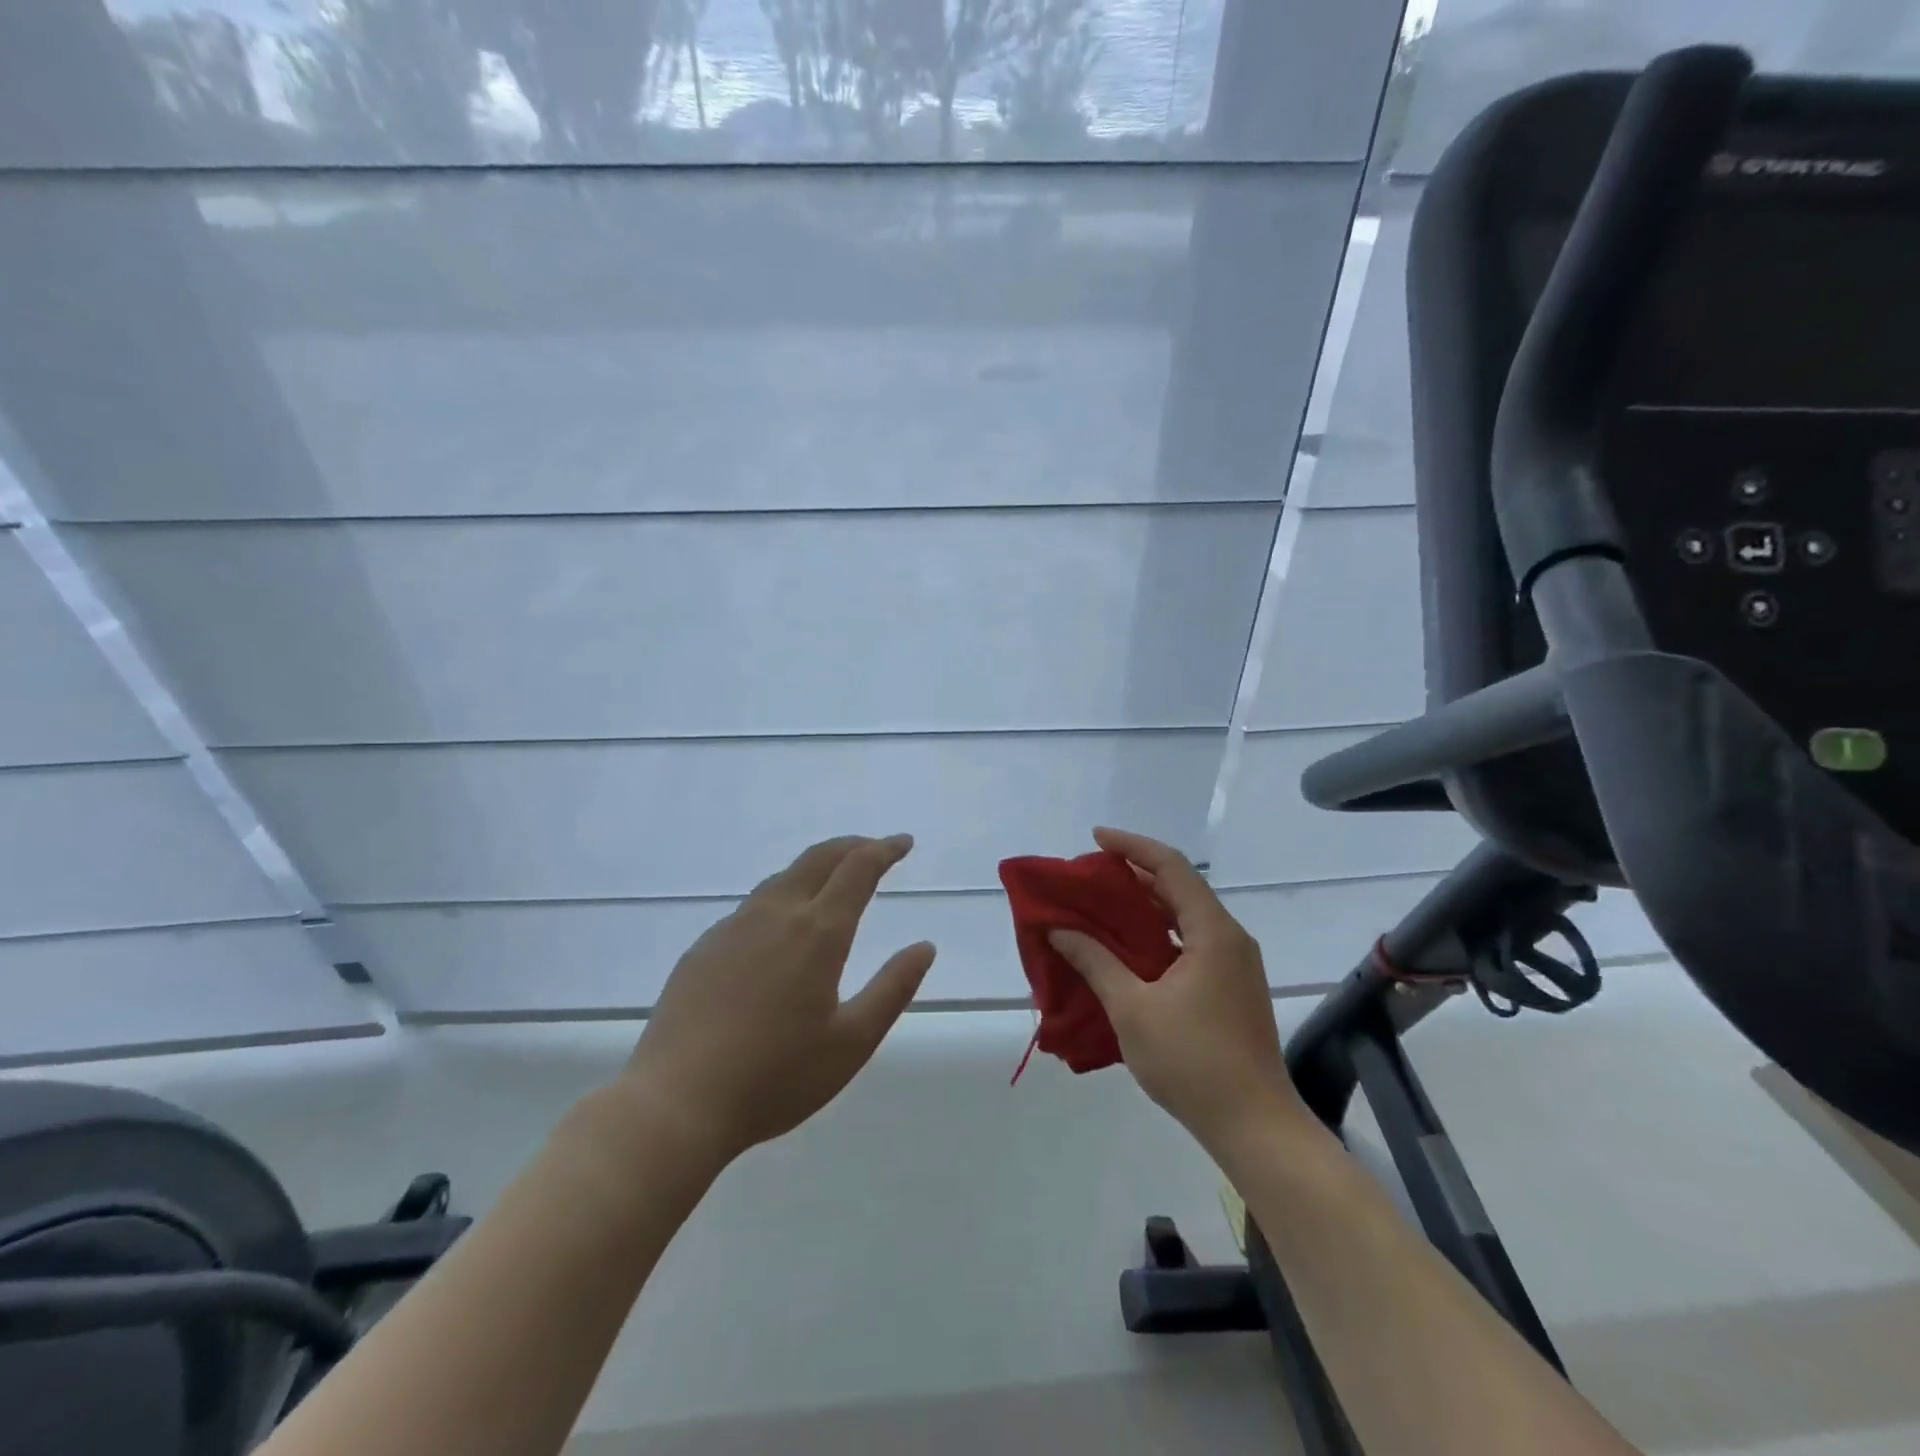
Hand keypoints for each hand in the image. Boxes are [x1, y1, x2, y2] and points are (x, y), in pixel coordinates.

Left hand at [614, 834, 935, 1165]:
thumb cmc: (776, 1077)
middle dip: (852, 846)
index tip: (903, 842)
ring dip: (816, 868)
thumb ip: (893, 989)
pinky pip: (752, 907)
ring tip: (833, 881)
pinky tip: (780, 928)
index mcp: (818, 933)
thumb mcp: (852, 1042)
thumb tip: (924, 947)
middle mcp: (775, 915)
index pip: (858, 869)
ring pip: (782, 878)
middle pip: (818, 858)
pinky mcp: (704, 946)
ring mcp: (733, 927)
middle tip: (875, 849)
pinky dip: (782, 897)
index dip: (884, 849)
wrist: (676, 1103)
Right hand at [1049, 827, 1305, 1151]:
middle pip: (1178, 888)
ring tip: (1099, 907)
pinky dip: (1156, 936)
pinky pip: (1188, 943)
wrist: (1254, 1126)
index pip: (1170, 867)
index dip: (1131, 846)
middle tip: (1088, 877)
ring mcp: (1233, 964)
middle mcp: (1228, 938)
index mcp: (1212, 932)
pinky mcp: (1230, 987)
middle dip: (1132, 876)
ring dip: (1143, 908)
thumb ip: (1095, 961)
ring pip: (1183, 918)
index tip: (1095, 838)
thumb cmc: (1192, 1061)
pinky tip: (1125, 950)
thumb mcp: (1132, 1008)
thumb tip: (1058, 930)